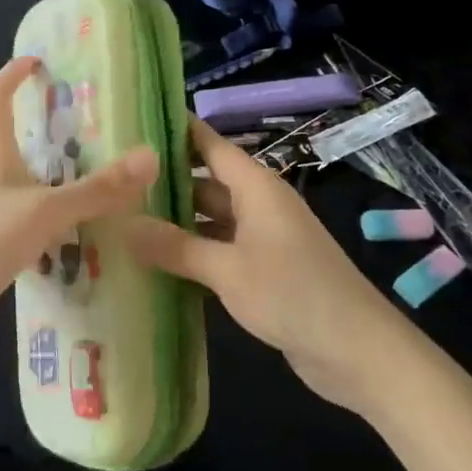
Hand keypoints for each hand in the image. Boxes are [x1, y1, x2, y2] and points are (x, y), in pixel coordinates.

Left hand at [0, 56, 158, 357]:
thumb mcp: (45, 212)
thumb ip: (97, 189)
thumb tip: (150, 156)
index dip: (10, 76)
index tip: (35, 61)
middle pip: (9, 143)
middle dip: (42, 132)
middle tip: (87, 132)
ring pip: (16, 184)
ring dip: (46, 179)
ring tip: (88, 186)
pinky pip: (16, 219)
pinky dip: (40, 218)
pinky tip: (64, 240)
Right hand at [110, 118, 403, 411]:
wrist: (356, 349)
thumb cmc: (292, 293)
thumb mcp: (228, 270)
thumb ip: (176, 247)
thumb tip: (122, 224)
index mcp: (256, 187)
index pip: (210, 144)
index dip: (177, 130)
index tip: (134, 121)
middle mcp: (259, 204)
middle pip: (206, 181)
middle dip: (166, 181)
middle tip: (114, 181)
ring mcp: (263, 238)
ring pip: (211, 218)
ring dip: (177, 221)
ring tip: (125, 220)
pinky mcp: (264, 270)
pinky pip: (221, 249)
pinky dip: (194, 252)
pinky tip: (158, 263)